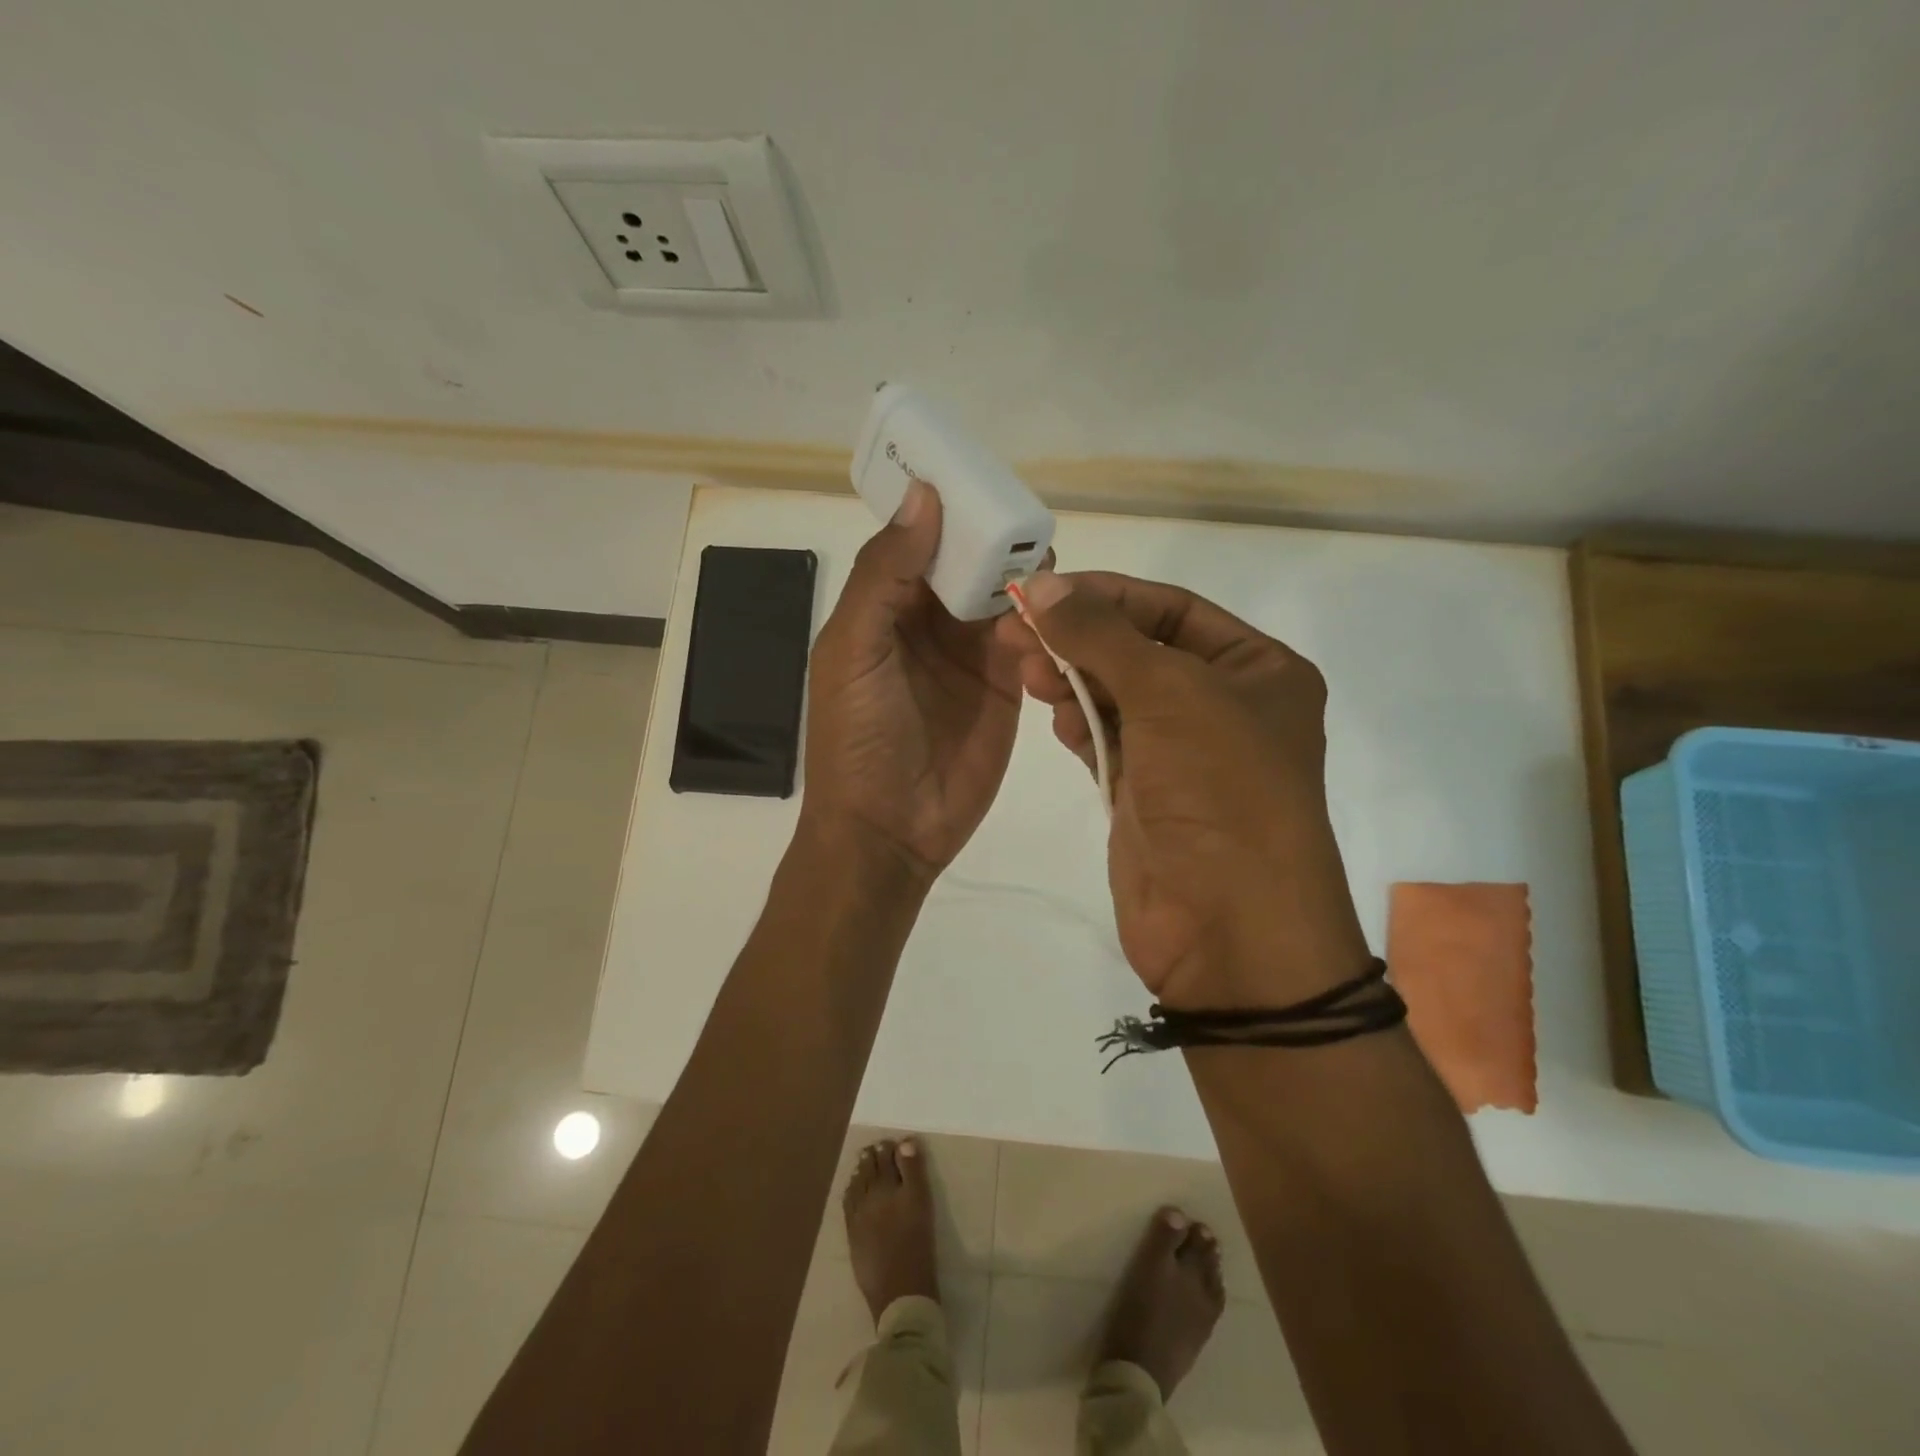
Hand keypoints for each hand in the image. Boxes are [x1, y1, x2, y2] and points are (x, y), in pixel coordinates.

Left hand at [802, 479, 1024, 882]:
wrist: (890, 830)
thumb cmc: (858, 738)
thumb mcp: (854, 649)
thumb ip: (885, 574)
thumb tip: (925, 497)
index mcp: (883, 606)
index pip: (918, 540)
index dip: (944, 508)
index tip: (980, 472)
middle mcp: (928, 622)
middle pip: (968, 562)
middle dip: (994, 538)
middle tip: (1028, 517)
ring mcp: (971, 654)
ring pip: (1005, 596)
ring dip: (1024, 577)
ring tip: (1049, 560)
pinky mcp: (1007, 685)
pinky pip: (1032, 640)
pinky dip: (1045, 622)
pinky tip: (1060, 611)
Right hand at [996, 570, 1370, 1008]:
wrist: (1230, 928)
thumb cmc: (1219, 790)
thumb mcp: (1167, 693)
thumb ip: (1100, 635)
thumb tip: (1043, 584)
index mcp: (1258, 670)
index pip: (1172, 609)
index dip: (1108, 595)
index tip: (1045, 590)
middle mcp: (1225, 706)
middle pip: (1139, 651)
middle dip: (1081, 638)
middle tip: (1017, 632)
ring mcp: (1184, 754)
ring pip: (1117, 696)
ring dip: (1073, 679)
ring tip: (1028, 672)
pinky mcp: (1147, 795)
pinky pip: (1107, 741)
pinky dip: (1080, 723)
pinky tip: (1055, 714)